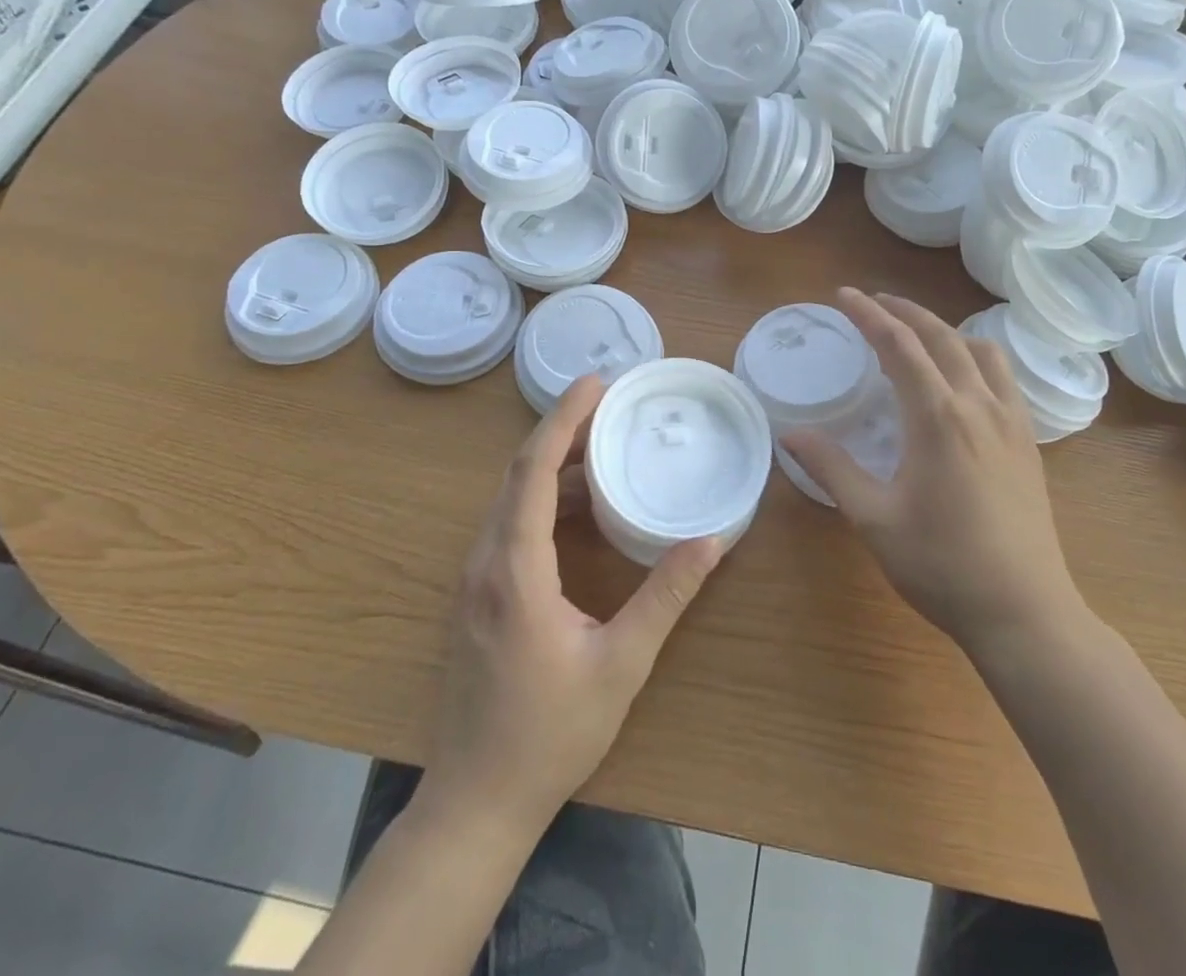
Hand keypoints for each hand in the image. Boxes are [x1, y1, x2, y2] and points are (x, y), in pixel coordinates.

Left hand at [423, 376, 725, 830]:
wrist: (475, 802)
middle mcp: (485, 563)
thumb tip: (711, 539)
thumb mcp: (621, 663)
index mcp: (515, 570)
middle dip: (562, 432)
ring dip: (554, 466)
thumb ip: (666, 596)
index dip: (562, 420)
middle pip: (518, 475)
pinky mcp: (477, 598)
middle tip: (610, 405)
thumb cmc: (549, 734)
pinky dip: (544, 499)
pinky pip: (509, 526)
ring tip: (604, 447)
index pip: (533, 472)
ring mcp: (474, 581)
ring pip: (510, 500)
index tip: (594, 382)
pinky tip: (582, 507)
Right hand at [784, 289, 1083, 657]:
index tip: (844, 296)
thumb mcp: (873, 518)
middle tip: (873, 302)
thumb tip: (791, 435)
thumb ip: (831, 469)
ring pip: (981, 350)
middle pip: (942, 336)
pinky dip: (976, 356)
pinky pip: (1004, 377)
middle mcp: (979, 406)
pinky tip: (963, 378)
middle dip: (904, 311)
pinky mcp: (1029, 442)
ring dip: (945, 330)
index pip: (899, 346)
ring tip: (917, 333)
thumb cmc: (942, 565)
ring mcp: (1012, 422)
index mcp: (938, 417)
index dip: (869, 315)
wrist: (1024, 612)